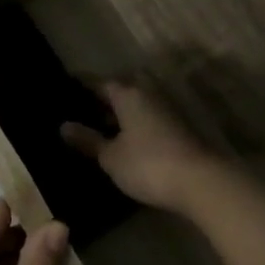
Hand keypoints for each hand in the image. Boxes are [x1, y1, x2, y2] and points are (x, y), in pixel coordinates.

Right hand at [60, 81, 216, 212]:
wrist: (200, 181)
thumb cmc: (148, 164)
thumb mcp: (111, 156)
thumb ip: (88, 140)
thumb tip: (64, 126)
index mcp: (128, 94)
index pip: (98, 82)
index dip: (80, 85)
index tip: (64, 87)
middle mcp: (148, 93)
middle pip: (121, 89)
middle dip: (102, 98)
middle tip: (81, 111)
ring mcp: (166, 109)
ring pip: (136, 103)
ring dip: (119, 113)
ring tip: (97, 129)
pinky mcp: (178, 127)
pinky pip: (147, 117)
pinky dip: (133, 124)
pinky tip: (123, 141)